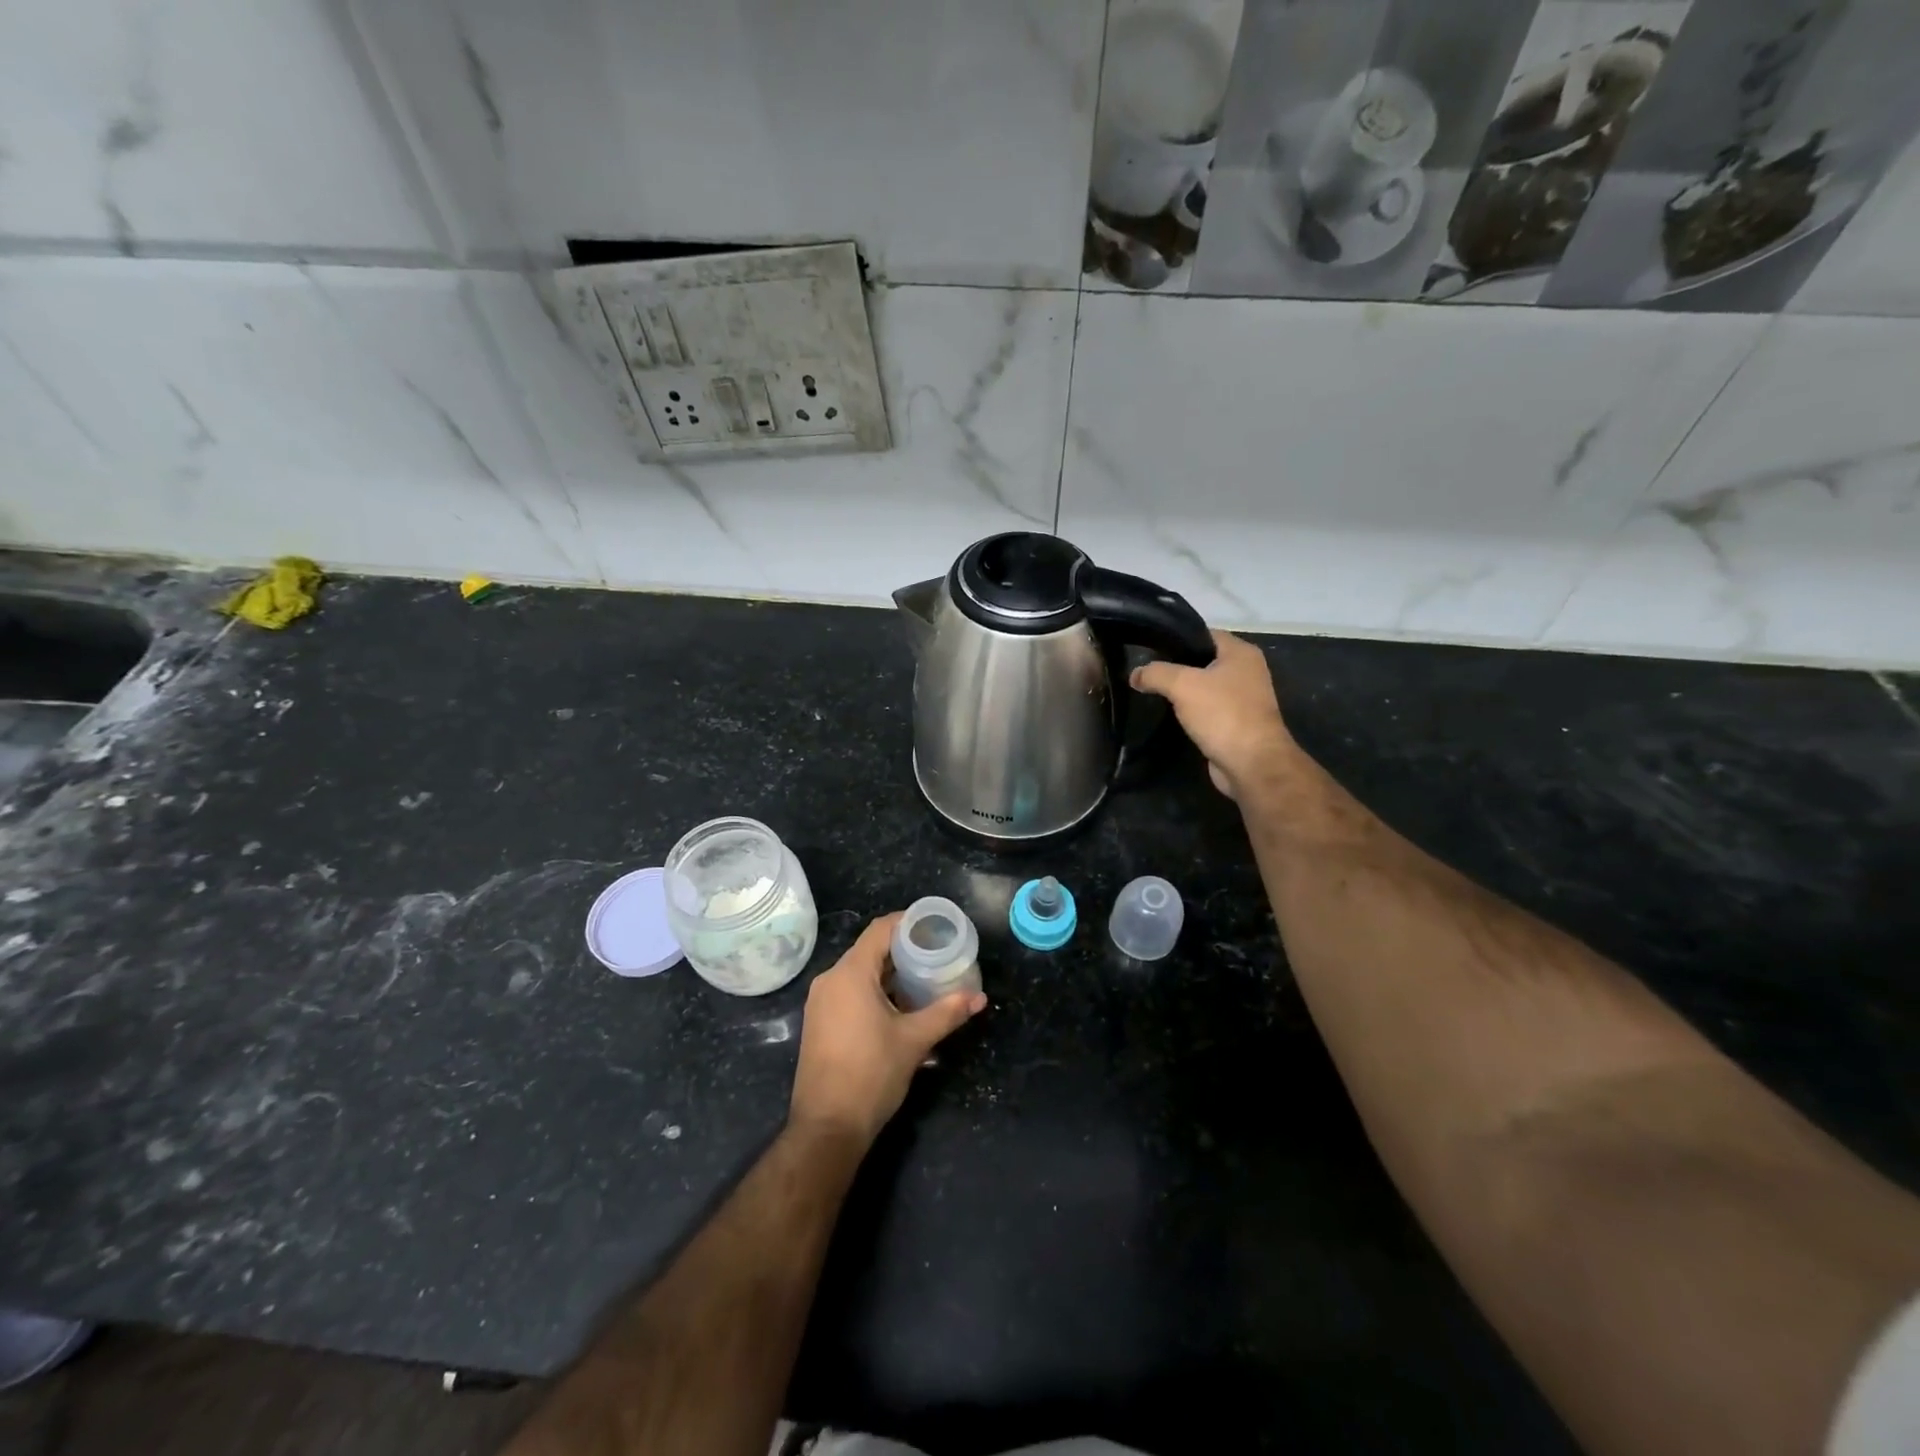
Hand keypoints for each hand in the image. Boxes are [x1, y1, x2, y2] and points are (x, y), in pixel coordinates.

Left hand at [789, 914, 985, 1146]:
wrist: (827, 1127)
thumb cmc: (871, 1074)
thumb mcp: (915, 1041)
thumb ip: (947, 1013)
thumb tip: (980, 997)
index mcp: (850, 974)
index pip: (880, 930)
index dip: (908, 922)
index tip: (935, 926)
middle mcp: (830, 979)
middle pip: (870, 950)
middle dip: (904, 950)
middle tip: (937, 954)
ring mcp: (821, 1002)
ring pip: (859, 973)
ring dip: (890, 973)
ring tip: (923, 980)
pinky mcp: (819, 1022)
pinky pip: (849, 991)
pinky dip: (874, 991)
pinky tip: (899, 1007)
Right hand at [1132, 630, 1299, 802]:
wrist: (1251, 763)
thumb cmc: (1222, 714)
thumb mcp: (1182, 685)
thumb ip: (1155, 674)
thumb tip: (1134, 674)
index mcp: (1241, 652)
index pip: (1203, 634)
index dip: (1176, 638)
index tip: (1148, 646)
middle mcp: (1246, 671)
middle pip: (1203, 660)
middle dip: (1176, 666)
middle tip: (1146, 671)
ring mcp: (1244, 698)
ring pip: (1204, 687)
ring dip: (1183, 691)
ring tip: (1152, 692)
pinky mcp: (1237, 723)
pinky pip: (1208, 709)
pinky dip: (1191, 712)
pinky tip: (1170, 715)